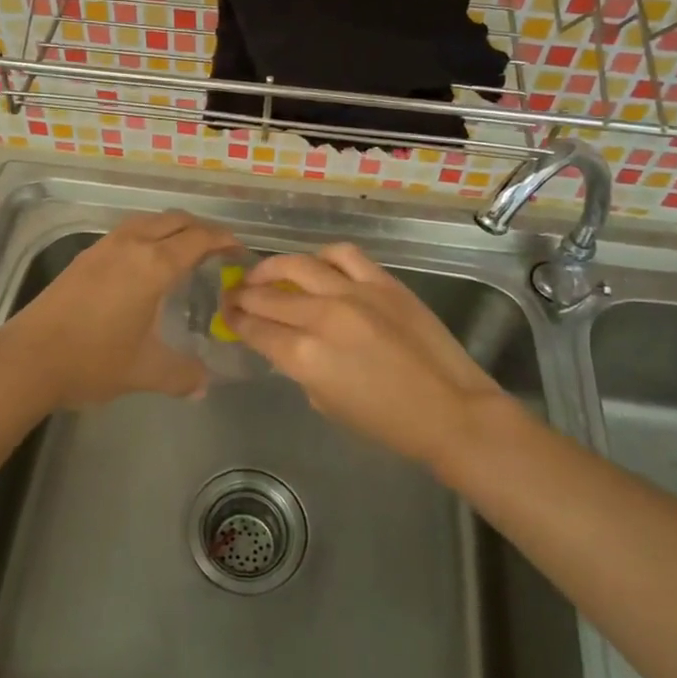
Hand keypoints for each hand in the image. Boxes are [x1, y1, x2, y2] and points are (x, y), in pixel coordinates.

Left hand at [0, 210, 237, 408]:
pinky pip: (127, 232)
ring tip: (184, 252)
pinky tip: (144, 265)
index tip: (240, 251)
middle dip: (200, 229)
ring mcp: (104, 247)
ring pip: (148, 222)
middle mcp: (131, 245)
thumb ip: (182, 375)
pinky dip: (147, 236)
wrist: (28, 359)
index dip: (224, 240)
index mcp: (154, 265)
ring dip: (171, 229)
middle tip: (217, 250)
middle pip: (174, 221)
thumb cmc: (93, 360)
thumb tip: (204, 385)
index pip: (199, 238)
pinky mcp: (84, 257)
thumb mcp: (145, 371)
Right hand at [223, 243, 513, 466]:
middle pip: (268, 295)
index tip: (227, 314)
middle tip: (235, 294)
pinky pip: (343, 255)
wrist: (449, 410)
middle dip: (245, 294)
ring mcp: (354, 293)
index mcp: (305, 356)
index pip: (255, 329)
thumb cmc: (386, 422)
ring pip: (298, 265)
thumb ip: (300, 368)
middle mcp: (322, 317)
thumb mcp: (326, 403)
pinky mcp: (382, 282)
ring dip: (273, 267)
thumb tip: (287, 344)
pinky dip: (322, 257)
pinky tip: (316, 265)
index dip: (236, 320)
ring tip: (265, 273)